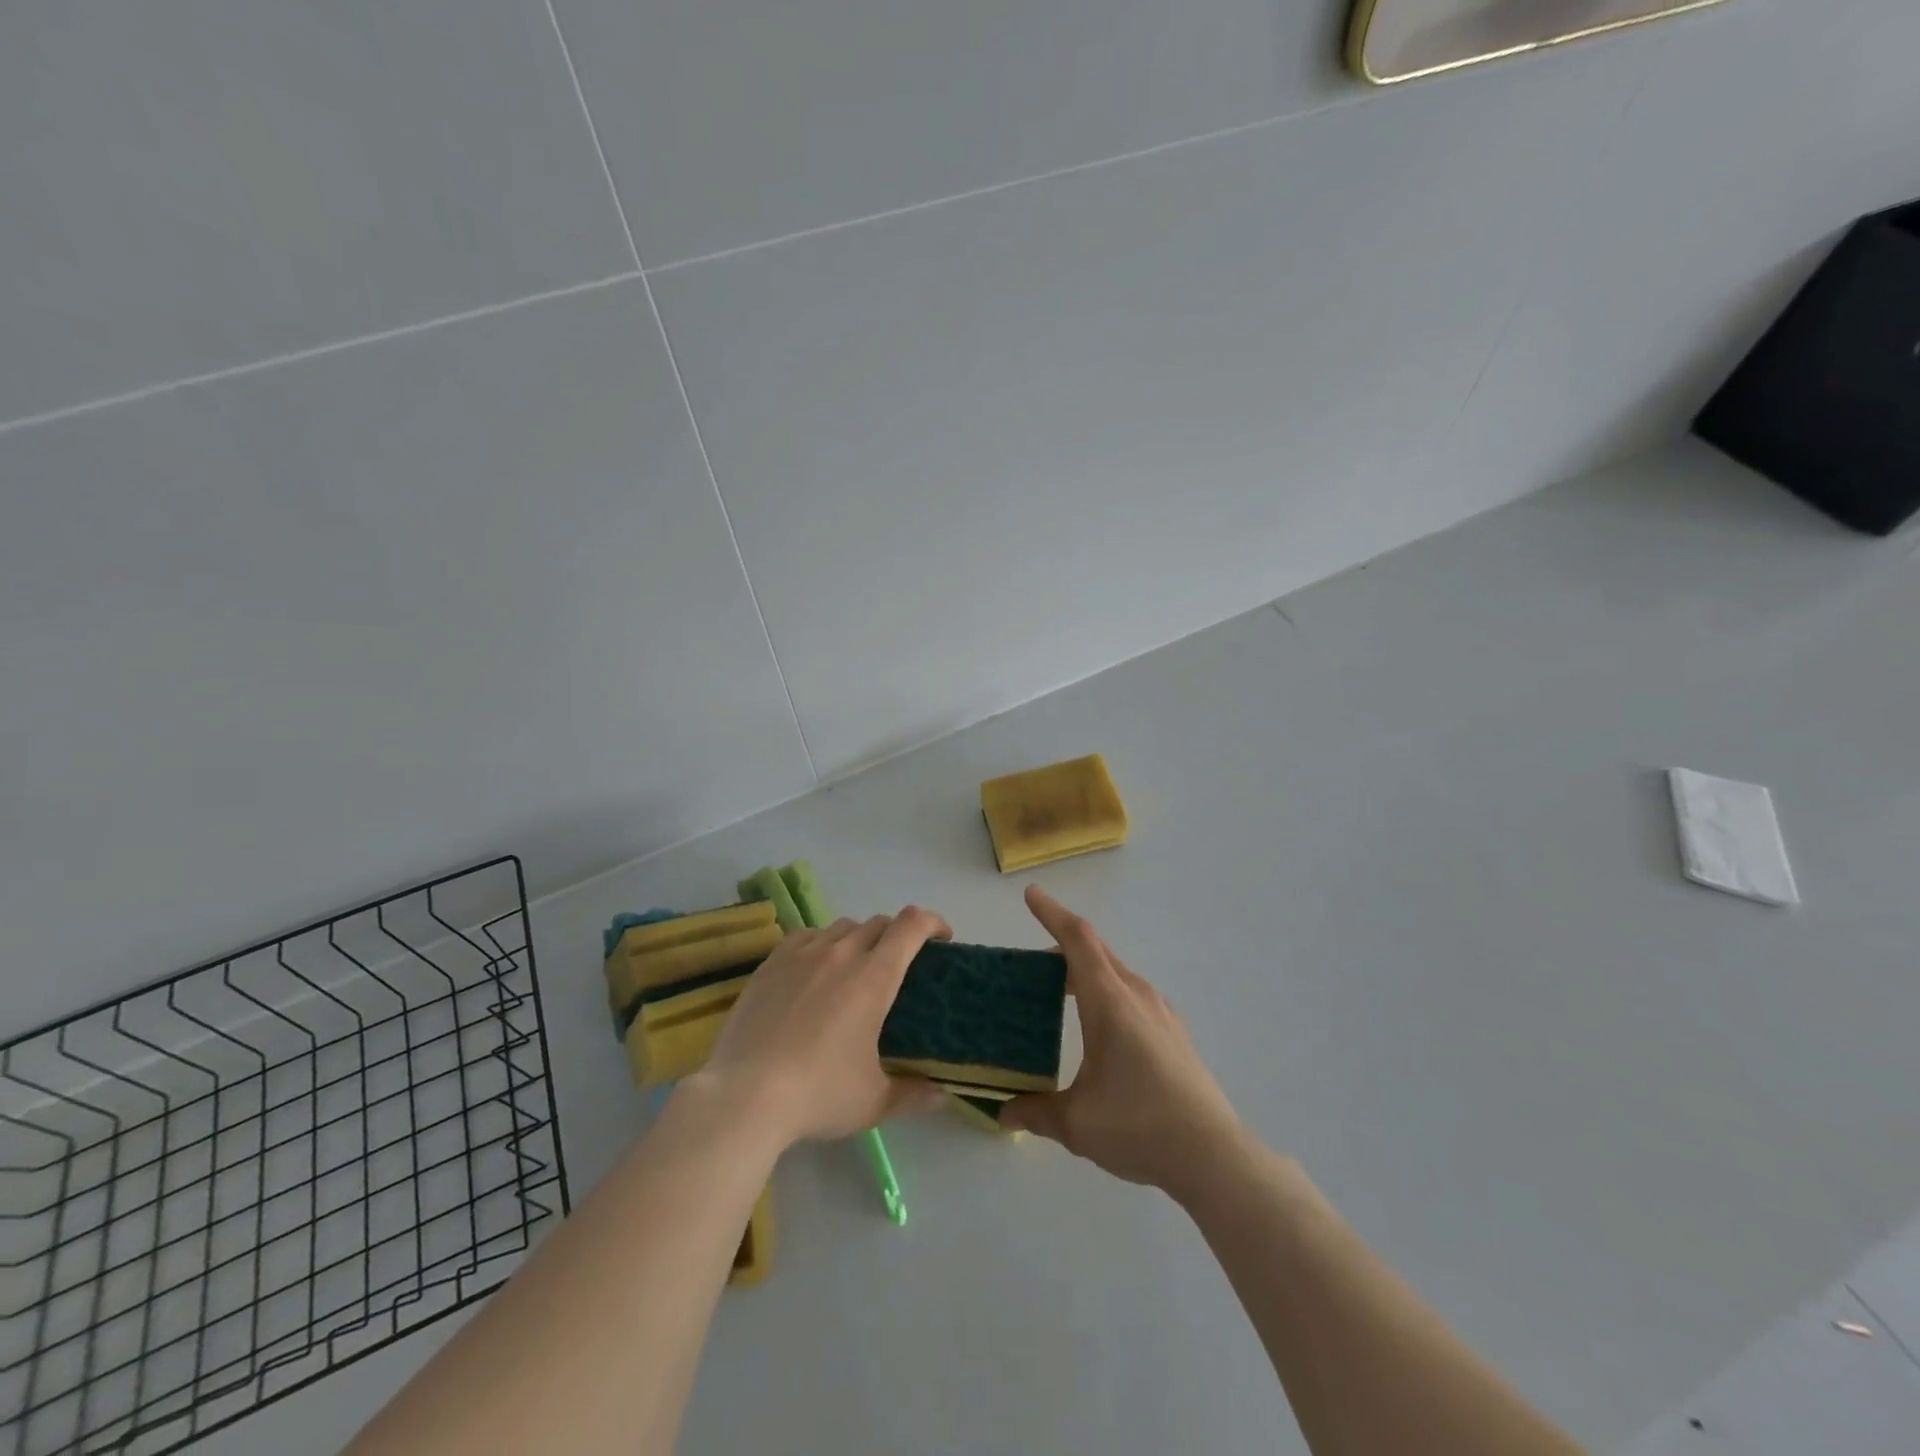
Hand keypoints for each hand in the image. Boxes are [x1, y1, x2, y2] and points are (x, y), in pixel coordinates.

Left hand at [695, 908, 950, 1148]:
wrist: (744, 1095)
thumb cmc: (818, 1094)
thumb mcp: (873, 1101)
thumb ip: (913, 1093)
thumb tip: (942, 1095)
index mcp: (874, 977)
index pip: (911, 925)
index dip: (932, 922)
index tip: (942, 938)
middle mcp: (841, 953)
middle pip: (878, 923)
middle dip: (897, 936)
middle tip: (899, 966)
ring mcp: (803, 954)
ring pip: (842, 927)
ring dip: (859, 939)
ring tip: (855, 969)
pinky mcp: (772, 962)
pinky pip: (806, 936)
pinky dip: (822, 943)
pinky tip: (815, 969)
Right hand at [1002, 887, 1245, 1202]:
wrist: (1214, 1156)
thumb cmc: (1140, 1126)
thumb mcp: (1077, 1123)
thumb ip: (1035, 1111)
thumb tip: (1003, 1110)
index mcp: (1110, 1001)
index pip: (1078, 940)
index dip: (1052, 914)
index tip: (1031, 895)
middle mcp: (1137, 995)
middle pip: (1096, 950)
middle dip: (1062, 944)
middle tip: (1032, 962)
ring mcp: (1161, 1011)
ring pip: (1115, 972)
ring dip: (1086, 970)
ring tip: (1060, 993)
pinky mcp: (1174, 1031)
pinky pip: (1131, 993)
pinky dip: (1106, 990)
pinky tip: (1099, 1026)